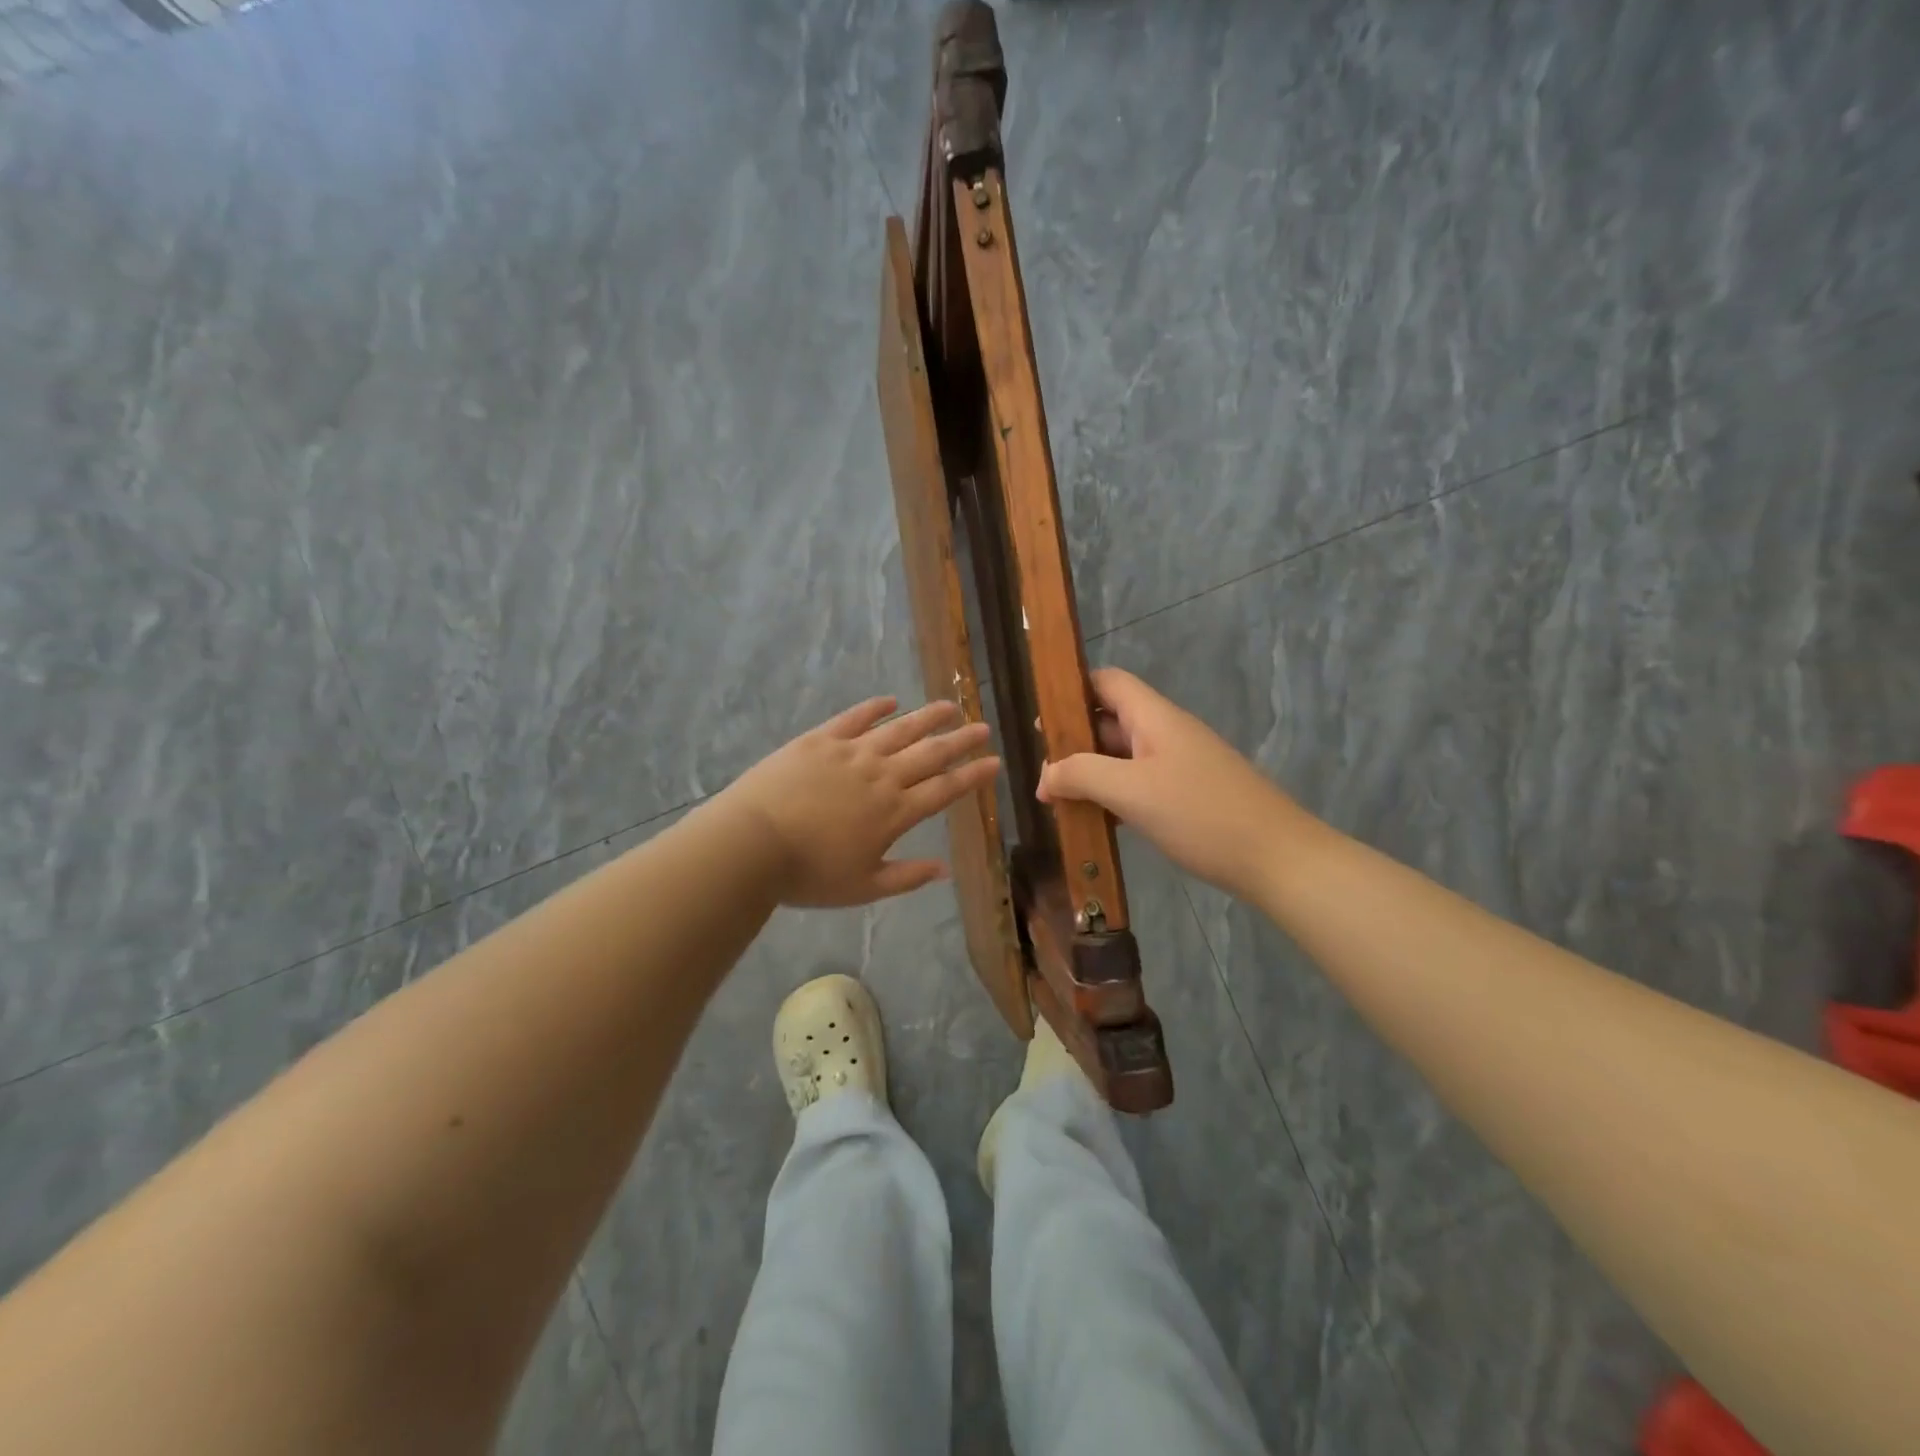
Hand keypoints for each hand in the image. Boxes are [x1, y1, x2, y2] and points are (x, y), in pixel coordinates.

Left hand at [716, 697, 1000, 907]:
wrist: (752, 842)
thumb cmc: (809, 873)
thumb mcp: (863, 887)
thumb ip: (907, 877)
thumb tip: (945, 869)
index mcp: (895, 812)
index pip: (945, 789)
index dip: (972, 776)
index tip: (994, 763)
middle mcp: (881, 775)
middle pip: (930, 753)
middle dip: (960, 740)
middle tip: (982, 726)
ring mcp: (851, 753)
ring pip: (899, 729)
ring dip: (927, 717)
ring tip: (949, 705)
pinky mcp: (820, 740)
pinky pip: (854, 718)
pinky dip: (875, 708)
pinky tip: (890, 701)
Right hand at [1037, 668, 1305, 898]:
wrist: (1276, 858)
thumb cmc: (1200, 814)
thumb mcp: (1131, 791)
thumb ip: (1082, 775)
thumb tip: (1045, 775)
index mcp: (1154, 717)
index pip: (1107, 681)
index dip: (1072, 690)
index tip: (1041, 720)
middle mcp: (1166, 732)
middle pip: (1110, 720)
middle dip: (1073, 742)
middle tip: (1042, 774)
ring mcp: (1179, 765)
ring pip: (1122, 756)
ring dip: (1091, 773)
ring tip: (1059, 800)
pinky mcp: (1187, 795)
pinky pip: (1139, 784)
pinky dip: (1113, 796)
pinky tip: (1096, 821)